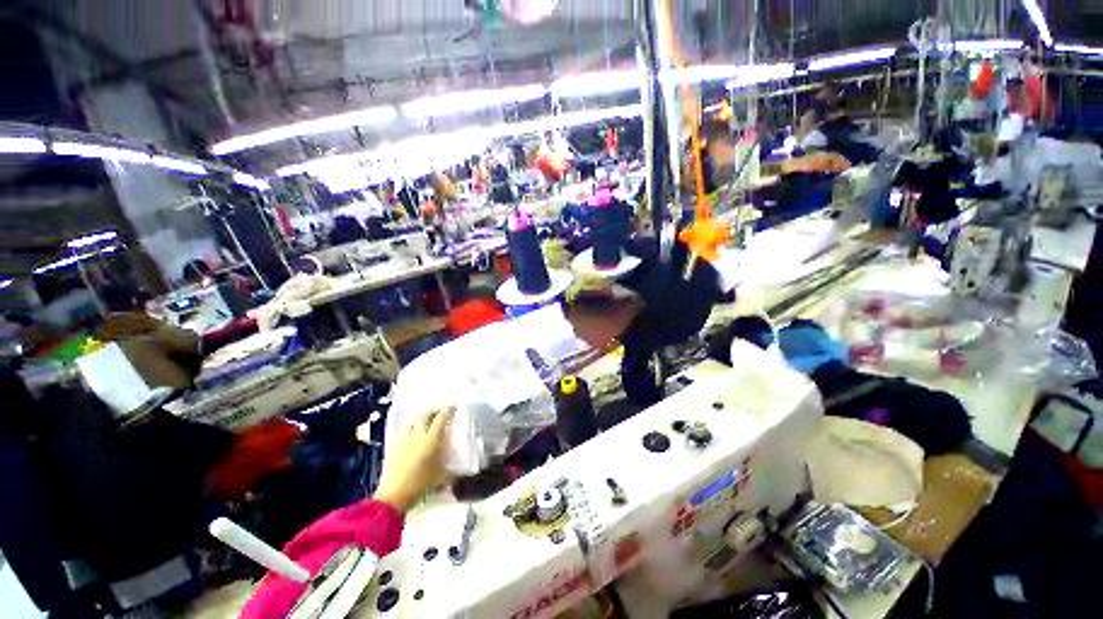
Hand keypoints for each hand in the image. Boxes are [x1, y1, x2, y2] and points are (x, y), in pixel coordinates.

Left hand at [372, 408, 453, 511]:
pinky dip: (405, 429)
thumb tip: (461, 473)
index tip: (452, 407)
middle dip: (432, 411)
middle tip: (437, 413)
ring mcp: (403, 439)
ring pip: (411, 421)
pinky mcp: (392, 446)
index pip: (441, 418)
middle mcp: (418, 435)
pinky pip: (399, 431)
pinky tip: (407, 434)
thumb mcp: (440, 478)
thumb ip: (451, 472)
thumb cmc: (419, 484)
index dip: (447, 411)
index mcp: (431, 439)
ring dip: (418, 419)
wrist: (393, 494)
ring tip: (422, 421)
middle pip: (425, 415)